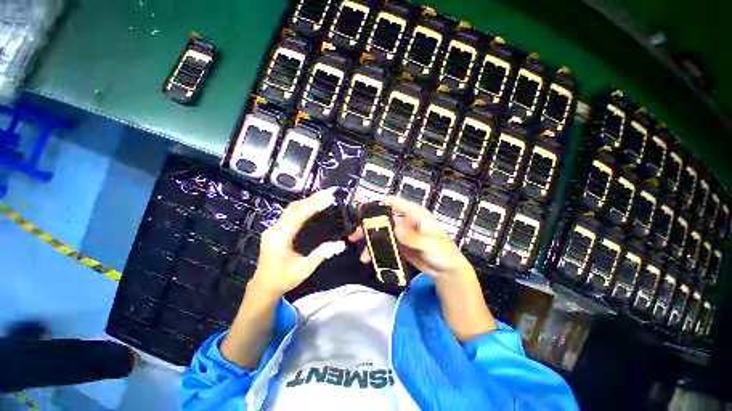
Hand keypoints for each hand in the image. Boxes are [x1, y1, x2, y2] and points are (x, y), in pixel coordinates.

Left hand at [248, 188, 345, 296]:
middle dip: (312, 199)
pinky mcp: (274, 231)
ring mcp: (273, 229)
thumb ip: (321, 254)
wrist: (263, 287)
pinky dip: (302, 208)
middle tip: (328, 193)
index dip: (314, 205)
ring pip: (290, 210)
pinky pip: (289, 215)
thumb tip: (341, 244)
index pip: (299, 215)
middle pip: (294, 208)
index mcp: (280, 238)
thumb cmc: (283, 279)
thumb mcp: (304, 269)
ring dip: (307, 202)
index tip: (328, 197)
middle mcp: (274, 229)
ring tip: (322, 197)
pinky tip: (311, 207)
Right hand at [348, 196, 474, 279]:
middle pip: (383, 219)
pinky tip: (370, 259)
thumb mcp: (430, 245)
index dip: (379, 203)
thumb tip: (395, 229)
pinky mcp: (399, 246)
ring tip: (363, 255)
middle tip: (355, 235)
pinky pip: (385, 246)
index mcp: (414, 215)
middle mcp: (405, 222)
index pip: (395, 203)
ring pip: (382, 234)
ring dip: (371, 242)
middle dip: (368, 226)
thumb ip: (413, 237)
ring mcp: (401, 235)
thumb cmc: (444, 253)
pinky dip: (377, 251)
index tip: (364, 208)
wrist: (447, 272)